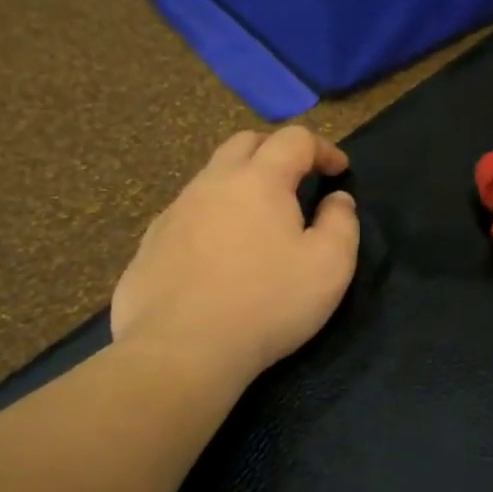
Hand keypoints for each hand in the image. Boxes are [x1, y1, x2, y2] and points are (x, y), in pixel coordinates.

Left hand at [112, 126, 358, 382]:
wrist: (180, 352)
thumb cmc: (268, 303)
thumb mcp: (330, 266)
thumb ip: (342, 223)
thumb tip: (337, 199)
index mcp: (259, 180)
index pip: (294, 139)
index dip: (323, 148)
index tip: (340, 171)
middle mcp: (212, 184)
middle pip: (245, 143)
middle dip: (277, 151)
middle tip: (299, 179)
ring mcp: (175, 212)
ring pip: (212, 177)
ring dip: (242, 183)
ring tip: (261, 218)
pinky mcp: (150, 245)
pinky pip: (188, 213)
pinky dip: (214, 216)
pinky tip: (221, 254)